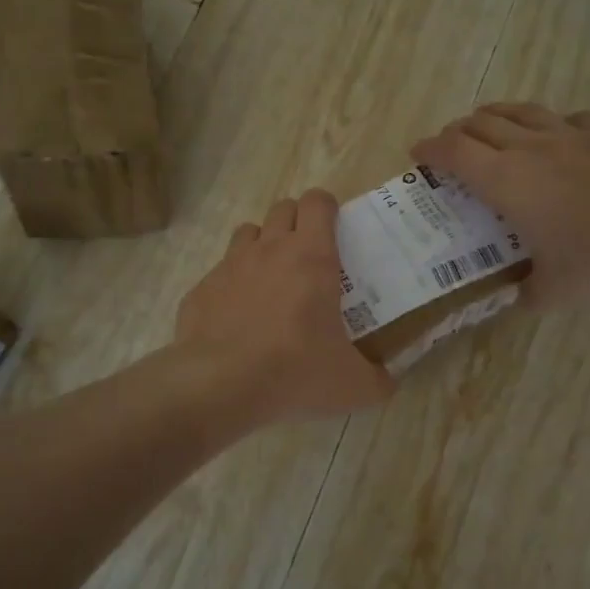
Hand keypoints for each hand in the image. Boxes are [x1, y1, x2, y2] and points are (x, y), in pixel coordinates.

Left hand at [175, 190, 395, 425]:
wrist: (220, 385)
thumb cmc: (295, 372)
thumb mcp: (353, 386)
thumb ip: (379, 380)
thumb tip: (388, 381)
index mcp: (311, 257)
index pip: (317, 202)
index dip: (326, 209)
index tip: (334, 230)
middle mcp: (268, 249)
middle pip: (282, 209)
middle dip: (296, 223)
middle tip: (308, 258)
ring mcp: (229, 266)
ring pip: (248, 233)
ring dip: (262, 246)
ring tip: (271, 281)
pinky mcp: (201, 290)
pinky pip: (219, 274)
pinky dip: (231, 287)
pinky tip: (237, 319)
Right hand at [413, 103, 589, 306]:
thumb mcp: (550, 292)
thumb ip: (523, 292)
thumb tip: (513, 297)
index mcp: (506, 181)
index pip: (454, 152)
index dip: (430, 149)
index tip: (417, 153)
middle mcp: (531, 148)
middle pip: (480, 124)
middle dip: (456, 131)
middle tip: (449, 146)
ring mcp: (572, 134)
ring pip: (520, 111)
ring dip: (495, 116)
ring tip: (488, 125)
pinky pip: (566, 118)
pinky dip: (548, 124)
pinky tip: (555, 136)